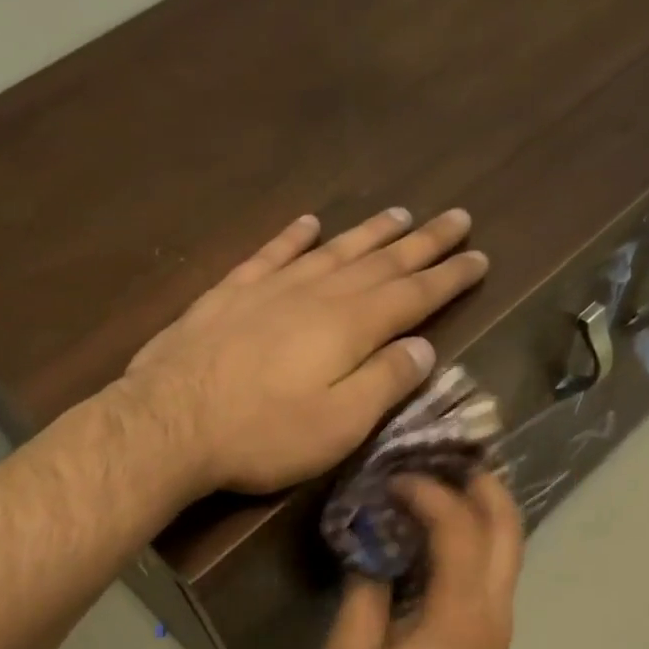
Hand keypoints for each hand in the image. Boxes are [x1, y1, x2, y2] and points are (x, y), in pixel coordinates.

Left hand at [123, 208, 486, 493]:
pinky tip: (309, 223)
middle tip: (457, 218)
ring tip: (400, 214)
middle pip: (380, 262)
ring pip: (331, 251)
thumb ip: (384, 382)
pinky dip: (293, 237)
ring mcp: (269, 289)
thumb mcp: (338, 424)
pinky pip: (270, 255)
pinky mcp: (228, 295)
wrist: (169, 423)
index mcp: (350, 328)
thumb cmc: (262, 434)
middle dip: (423, 242)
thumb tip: (423, 347)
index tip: (480, 257)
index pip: (413, 295)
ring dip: (368, 233)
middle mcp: (316, 295)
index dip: (449, 277)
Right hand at [317, 472, 523, 648]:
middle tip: (442, 456)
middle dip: (483, 484)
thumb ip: (361, 598)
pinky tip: (437, 530)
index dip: (429, 494)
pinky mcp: (489, 637)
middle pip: (508, 529)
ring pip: (508, 547)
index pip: (460, 530)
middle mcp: (492, 612)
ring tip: (440, 480)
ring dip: (483, 507)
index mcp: (458, 616)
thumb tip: (372, 552)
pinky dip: (475, 536)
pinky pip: (493, 569)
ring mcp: (497, 625)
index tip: (391, 479)